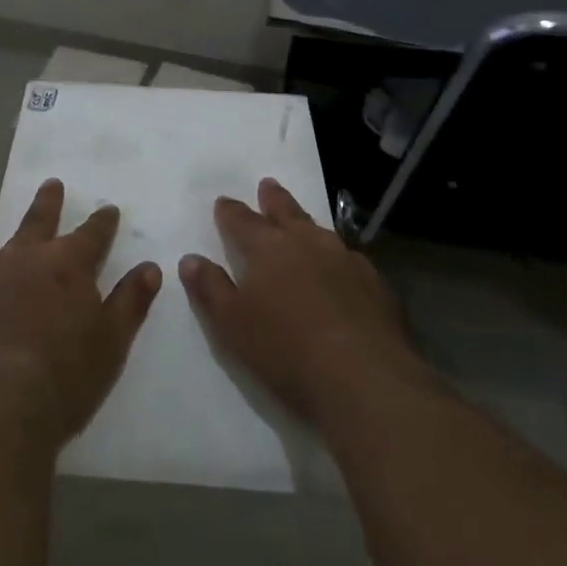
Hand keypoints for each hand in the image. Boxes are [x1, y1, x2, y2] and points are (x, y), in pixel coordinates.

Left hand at [0, 179, 161, 442]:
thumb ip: (130, 301)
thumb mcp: (112, 341)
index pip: (92, 232)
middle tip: (51, 185)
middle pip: (38, 220)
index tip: (109, 210)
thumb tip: (149, 268)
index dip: (102, 221)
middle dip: (48, 202)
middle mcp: (24, 257)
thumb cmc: (66, 373)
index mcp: (67, 263)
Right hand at [180, 178, 426, 427]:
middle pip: (286, 211)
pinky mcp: (375, 284)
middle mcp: (307, 242)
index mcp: (267, 247)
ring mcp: (345, 260)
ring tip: (302, 223)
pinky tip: (340, 268)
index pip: (241, 220)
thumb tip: (191, 259)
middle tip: (267, 185)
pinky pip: (349, 259)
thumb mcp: (231, 325)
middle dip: (273, 199)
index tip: (223, 202)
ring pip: (320, 231)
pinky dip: (337, 257)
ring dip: (306, 224)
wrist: (366, 380)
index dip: (230, 211)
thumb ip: (210, 289)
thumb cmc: (286, 351)